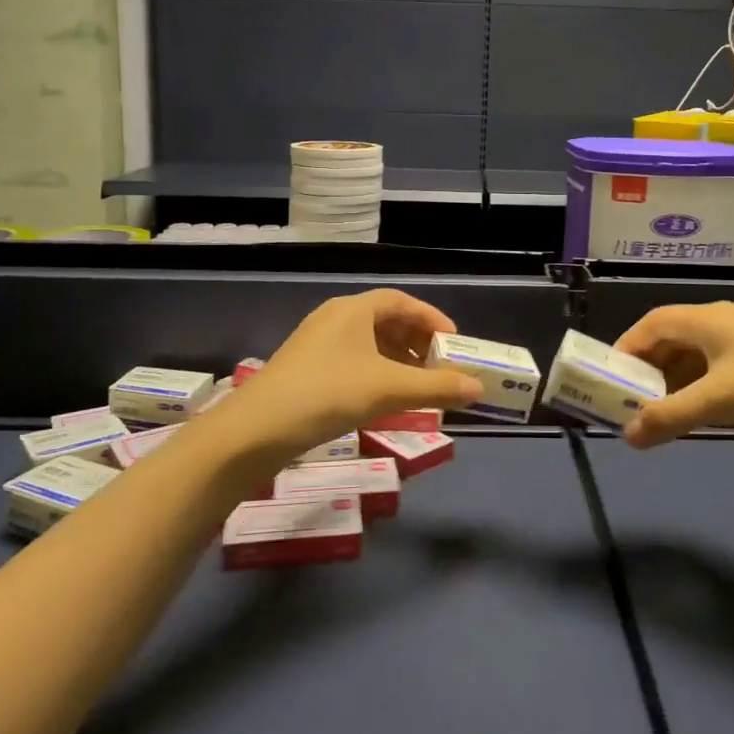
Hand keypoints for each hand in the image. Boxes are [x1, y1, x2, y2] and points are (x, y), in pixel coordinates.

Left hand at [232, 289, 483, 457]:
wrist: (255, 431)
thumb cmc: (327, 394)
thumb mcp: (388, 389)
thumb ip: (436, 387)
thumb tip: (478, 389)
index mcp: (353, 309)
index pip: (402, 302)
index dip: (432, 318)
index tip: (454, 342)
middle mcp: (335, 318)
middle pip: (386, 320)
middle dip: (417, 342)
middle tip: (440, 366)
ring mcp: (317, 344)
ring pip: (368, 343)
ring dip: (398, 360)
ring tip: (418, 386)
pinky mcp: (307, 369)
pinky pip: (353, 361)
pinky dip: (376, 373)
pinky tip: (385, 400)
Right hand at [612, 301, 733, 447]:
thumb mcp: (721, 400)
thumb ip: (670, 417)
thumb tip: (626, 436)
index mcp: (707, 318)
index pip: (652, 323)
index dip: (626, 348)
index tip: (608, 379)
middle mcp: (723, 322)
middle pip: (672, 339)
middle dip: (648, 371)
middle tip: (630, 404)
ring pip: (697, 358)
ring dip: (674, 384)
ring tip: (660, 416)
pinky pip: (720, 371)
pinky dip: (702, 390)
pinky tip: (703, 417)